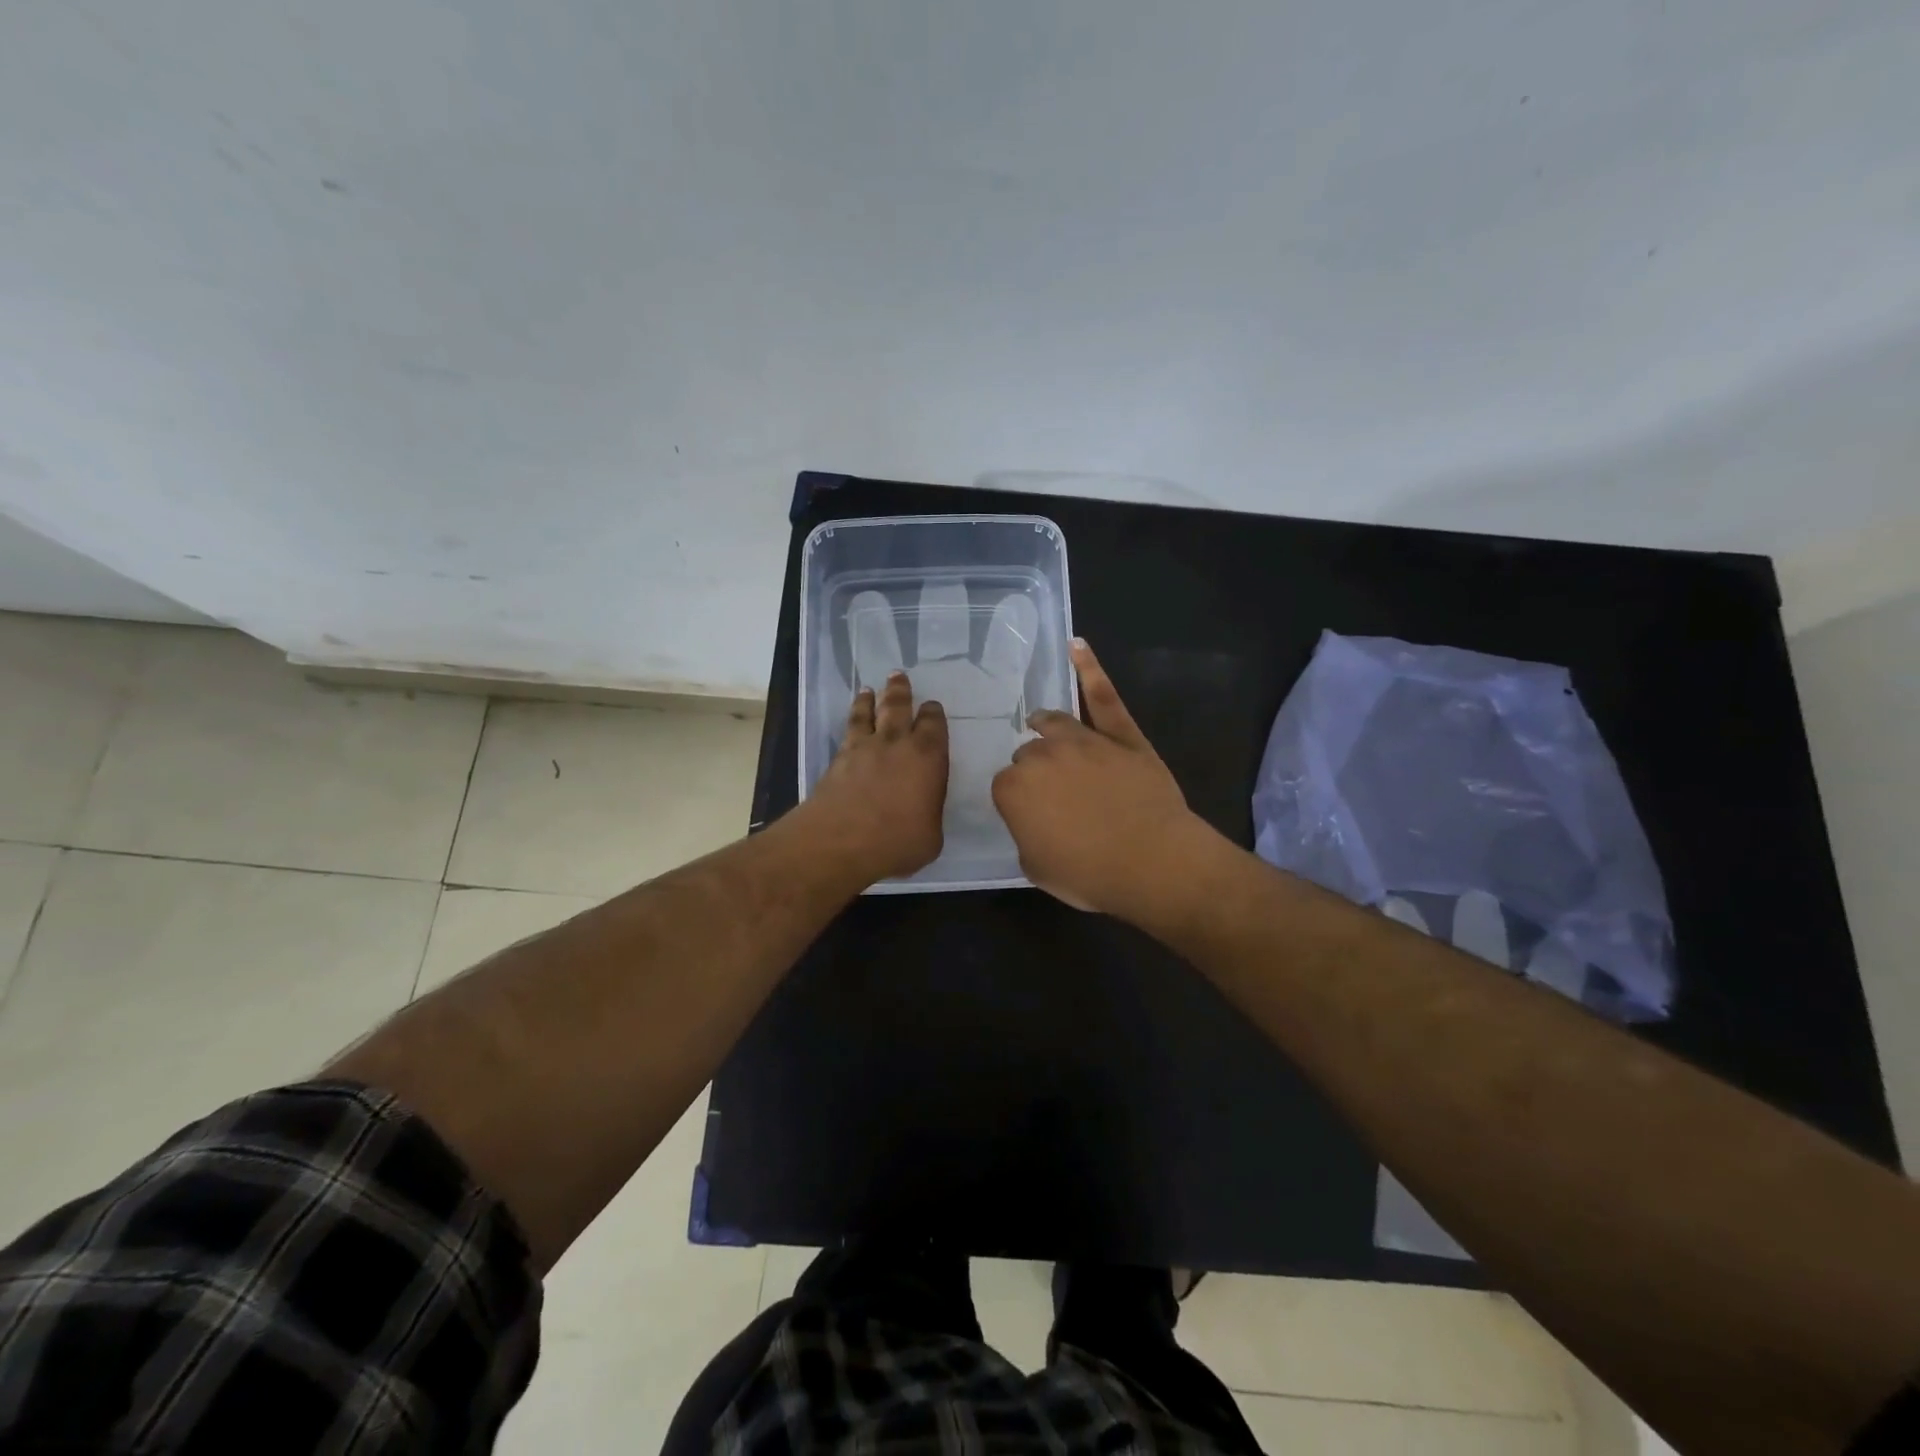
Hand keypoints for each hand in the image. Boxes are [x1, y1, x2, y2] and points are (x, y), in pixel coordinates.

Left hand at [806, 671, 947, 882]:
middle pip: (898, 707)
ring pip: (868, 713)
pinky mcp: (838, 759)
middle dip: (900, 690)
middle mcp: (897, 743)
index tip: (931, 706)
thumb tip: (923, 812)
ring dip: (869, 699)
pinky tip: (851, 721)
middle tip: (898, 675)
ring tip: (868, 689)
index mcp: (928, 757)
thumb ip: (929, 814)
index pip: (934, 725)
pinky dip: (851, 719)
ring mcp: (864, 748)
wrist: (841, 840)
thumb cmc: (898, 840)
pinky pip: (848, 730)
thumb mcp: (931, 836)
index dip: (933, 714)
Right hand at [992, 639, 1214, 913]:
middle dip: (1037, 770)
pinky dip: (1090, 669)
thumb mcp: (1037, 868)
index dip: (1020, 802)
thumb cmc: (1089, 874)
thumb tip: (1034, 821)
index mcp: (1013, 788)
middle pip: (1030, 754)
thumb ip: (1026, 835)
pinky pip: (1103, 697)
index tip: (1034, 816)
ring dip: (1047, 727)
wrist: (1152, 862)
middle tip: (1053, 795)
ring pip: (1055, 724)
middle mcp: (1042, 755)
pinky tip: (1077, 647)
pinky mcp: (1121, 735)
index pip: (1006, 786)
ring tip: (1042, 725)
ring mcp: (1084, 740)